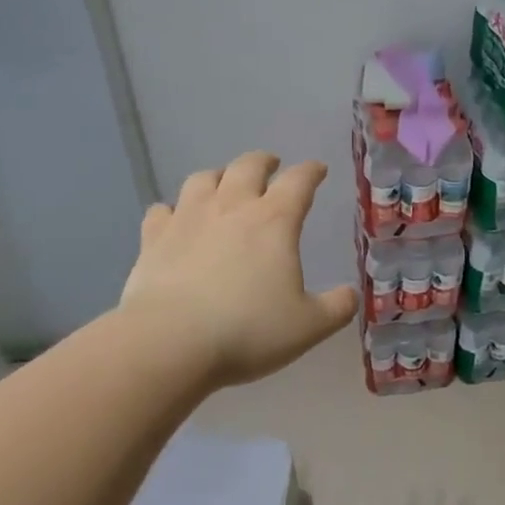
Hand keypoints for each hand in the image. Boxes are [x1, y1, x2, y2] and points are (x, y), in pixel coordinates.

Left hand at [120, 151, 357, 388]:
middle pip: (248, 166)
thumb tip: (351, 295)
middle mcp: (231, 207)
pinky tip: (174, 219)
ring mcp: (188, 219)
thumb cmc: (248, 330)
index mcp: (275, 221)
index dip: (311, 172)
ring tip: (223, 184)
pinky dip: (173, 210)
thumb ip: (336, 308)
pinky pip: (161, 211)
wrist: (170, 342)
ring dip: (218, 176)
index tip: (318, 169)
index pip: (299, 181)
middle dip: (263, 161)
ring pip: (202, 179)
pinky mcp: (153, 239)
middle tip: (271, 165)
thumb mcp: (308, 326)